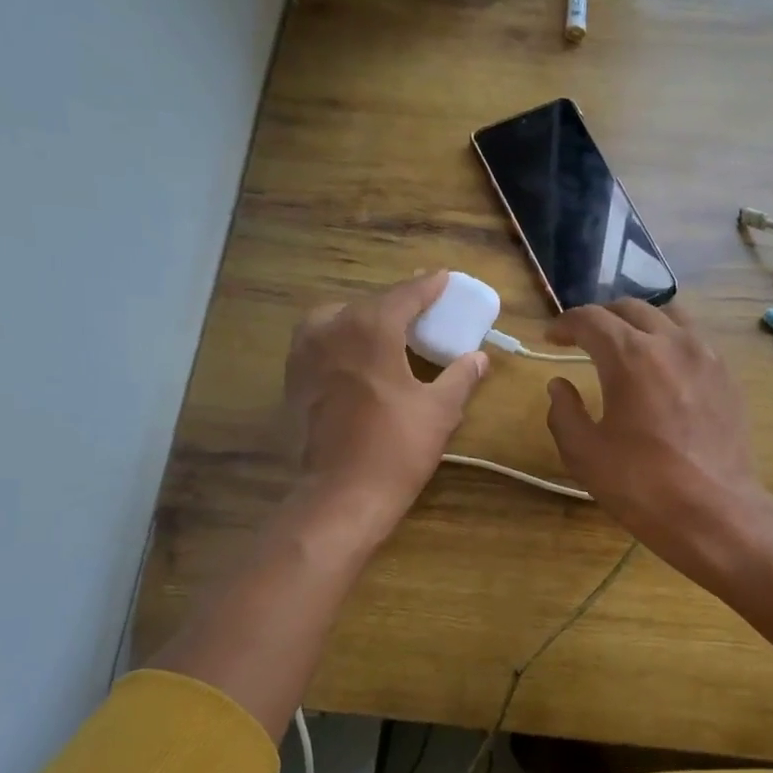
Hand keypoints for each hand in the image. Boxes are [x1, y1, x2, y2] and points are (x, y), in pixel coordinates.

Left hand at [284, 272, 488, 533]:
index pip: (404, 296)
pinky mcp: (294, 381)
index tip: (443, 277)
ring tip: (385, 331)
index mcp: (370, 329)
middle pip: (368, 303)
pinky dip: (339, 339)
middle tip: (420, 309)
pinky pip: (318, 343)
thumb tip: (479, 357)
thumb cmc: (396, 449)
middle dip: (395, 303)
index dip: (427, 286)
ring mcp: (305, 354)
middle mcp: (331, 330)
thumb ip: (461, 376)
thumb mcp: (440, 410)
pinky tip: (357, 358)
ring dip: (361, 317)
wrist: (341, 496)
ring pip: (336, 318)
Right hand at [544, 299, 772, 576]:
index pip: (591, 319)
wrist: (715, 513)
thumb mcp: (585, 454)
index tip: (552, 338)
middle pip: (631, 308)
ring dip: (640, 322)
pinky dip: (670, 341)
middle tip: (584, 339)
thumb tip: (560, 385)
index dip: (565, 324)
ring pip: (669, 316)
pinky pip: (694, 340)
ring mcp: (706, 356)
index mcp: (630, 356)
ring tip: (627, 345)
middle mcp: (671, 342)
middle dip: (601, 318)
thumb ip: (564, 412)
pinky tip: (663, 370)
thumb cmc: (642, 485)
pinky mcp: (727, 377)